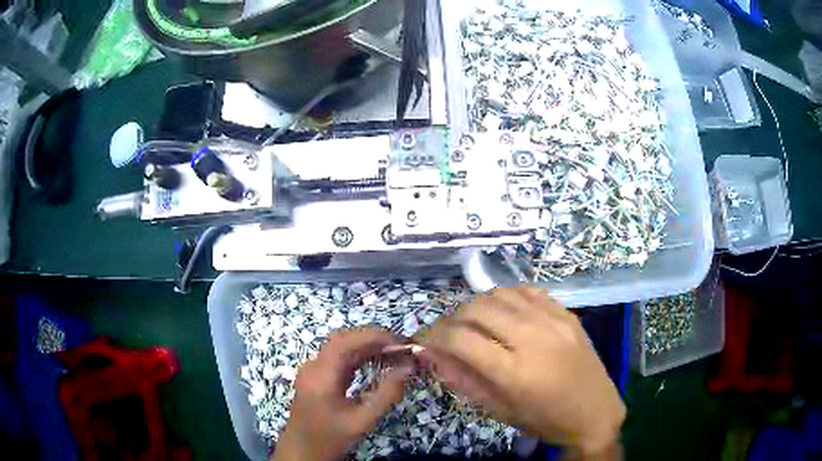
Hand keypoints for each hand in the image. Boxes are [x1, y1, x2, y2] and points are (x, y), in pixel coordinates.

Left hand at [273, 329, 412, 460]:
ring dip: (367, 346)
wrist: (302, 450)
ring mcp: (314, 370)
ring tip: (395, 352)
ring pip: (341, 347)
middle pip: (343, 340)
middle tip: (401, 346)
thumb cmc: (330, 437)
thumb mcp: (362, 420)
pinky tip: (377, 362)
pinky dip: (359, 356)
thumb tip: (408, 369)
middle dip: (373, 339)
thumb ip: (386, 394)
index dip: (374, 336)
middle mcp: (314, 366)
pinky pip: (339, 359)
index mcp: (321, 374)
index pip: (346, 341)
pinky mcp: (317, 376)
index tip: (401, 342)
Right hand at [419, 288, 625, 456]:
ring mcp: (553, 321)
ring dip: (478, 306)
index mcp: (515, 372)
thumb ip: (464, 380)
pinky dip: (507, 298)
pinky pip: (528, 292)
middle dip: (452, 319)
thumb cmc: (544, 419)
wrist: (595, 411)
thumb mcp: (499, 410)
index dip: (434, 336)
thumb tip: (434, 356)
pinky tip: (505, 313)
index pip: (460, 340)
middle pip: (477, 309)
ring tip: (475, 323)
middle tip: (449, 334)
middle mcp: (533, 339)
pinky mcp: (567, 313)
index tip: (425, 340)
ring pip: (500, 294)